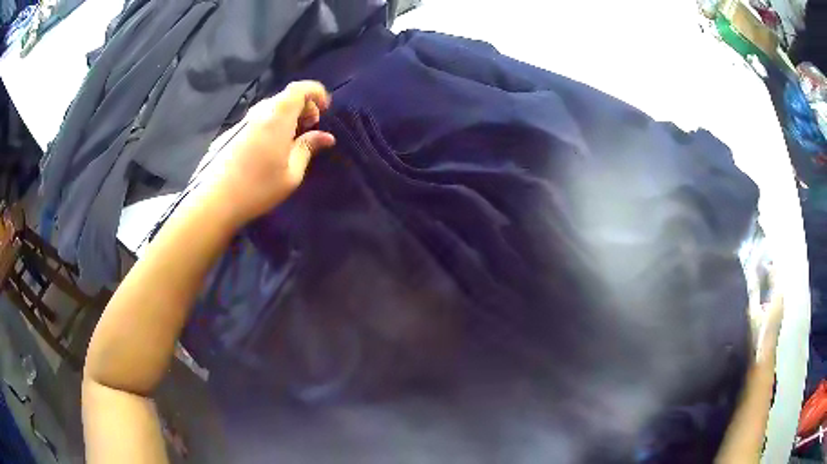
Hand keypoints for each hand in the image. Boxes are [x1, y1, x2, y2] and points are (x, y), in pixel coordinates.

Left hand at [207, 81, 335, 227]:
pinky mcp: (232, 132)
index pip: (300, 88)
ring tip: (292, 139)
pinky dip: (271, 123)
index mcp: (278, 116)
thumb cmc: (258, 188)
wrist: (215, 200)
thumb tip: (326, 137)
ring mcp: (243, 121)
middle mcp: (260, 112)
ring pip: (271, 107)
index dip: (316, 92)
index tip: (325, 109)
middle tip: (310, 127)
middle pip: (286, 96)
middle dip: (304, 106)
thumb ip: (308, 148)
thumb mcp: (291, 174)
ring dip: (287, 115)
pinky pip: (258, 118)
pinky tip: (270, 147)